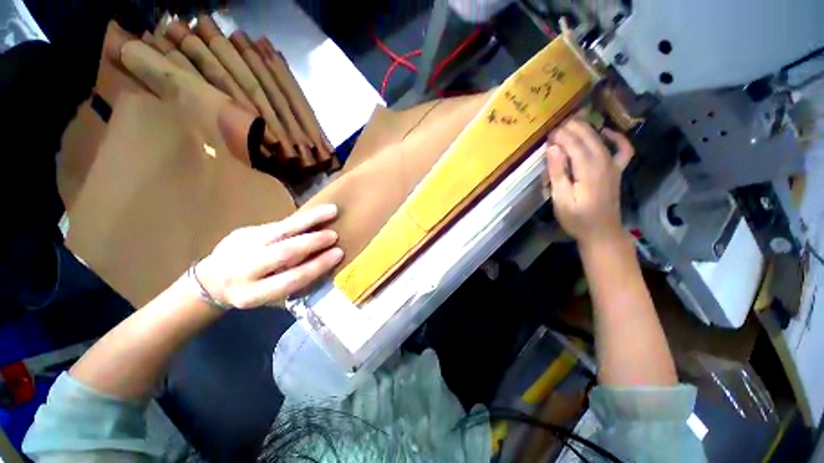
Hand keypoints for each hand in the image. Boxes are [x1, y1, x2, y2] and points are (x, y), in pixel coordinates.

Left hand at [195, 205, 342, 308]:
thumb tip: (323, 262)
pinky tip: (316, 213)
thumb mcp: (268, 296)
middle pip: (284, 252)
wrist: (211, 281)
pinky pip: (278, 224)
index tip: (338, 254)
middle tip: (334, 235)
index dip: (317, 265)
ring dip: (309, 220)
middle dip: (312, 242)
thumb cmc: (251, 292)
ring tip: (331, 211)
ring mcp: (242, 247)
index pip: (292, 278)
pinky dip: (301, 219)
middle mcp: (244, 270)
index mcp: (253, 294)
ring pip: (280, 230)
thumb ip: (292, 281)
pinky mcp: (243, 231)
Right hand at [543, 119, 633, 243]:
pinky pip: (622, 149)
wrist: (601, 232)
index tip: (547, 134)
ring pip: (600, 140)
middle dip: (571, 129)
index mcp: (588, 170)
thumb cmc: (577, 218)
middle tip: (555, 128)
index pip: (574, 144)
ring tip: (571, 124)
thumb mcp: (561, 198)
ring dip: (585, 129)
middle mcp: (604, 163)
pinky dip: (616, 138)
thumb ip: (557, 173)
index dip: (561, 136)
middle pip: (588, 138)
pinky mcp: (616, 171)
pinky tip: (606, 133)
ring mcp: (613, 166)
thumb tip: (553, 149)